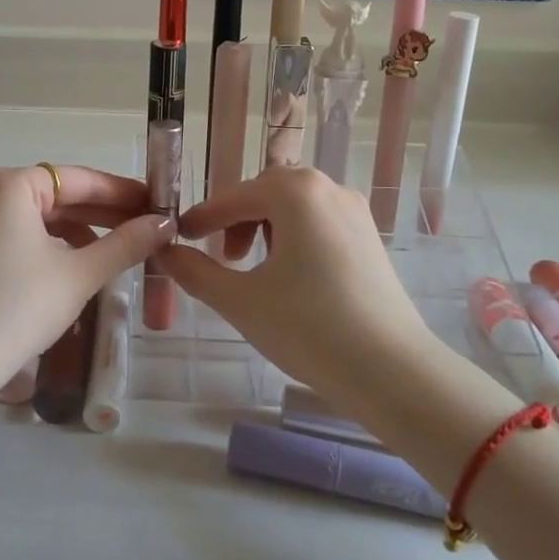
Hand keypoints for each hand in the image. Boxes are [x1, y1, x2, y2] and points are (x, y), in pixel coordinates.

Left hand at [0, 165, 171, 391]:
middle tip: (147, 228)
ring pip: (41, 219)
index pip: (79, 179)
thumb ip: (125, 244)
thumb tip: (164, 224)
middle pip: (58, 196)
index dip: (122, 192)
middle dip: (103, 214)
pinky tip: (78, 267)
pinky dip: (53, 247)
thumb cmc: (20, 305)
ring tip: (118, 252)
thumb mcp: (79, 273)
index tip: (157, 204)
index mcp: (12, 185)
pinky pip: (22, 237)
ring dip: (81, 232)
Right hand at [156, 166, 431, 402]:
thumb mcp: (240, 300)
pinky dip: (294, 238)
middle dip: (236, 221)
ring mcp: (354, 211)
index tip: (179, 237)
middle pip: (266, 193)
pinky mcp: (370, 237)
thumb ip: (195, 271)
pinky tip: (289, 276)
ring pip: (294, 207)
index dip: (202, 217)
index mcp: (295, 191)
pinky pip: (318, 222)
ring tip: (253, 269)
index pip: (234, 197)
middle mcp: (328, 187)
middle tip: (221, 258)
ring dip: (265, 228)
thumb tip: (165, 252)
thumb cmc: (309, 328)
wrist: (393, 372)